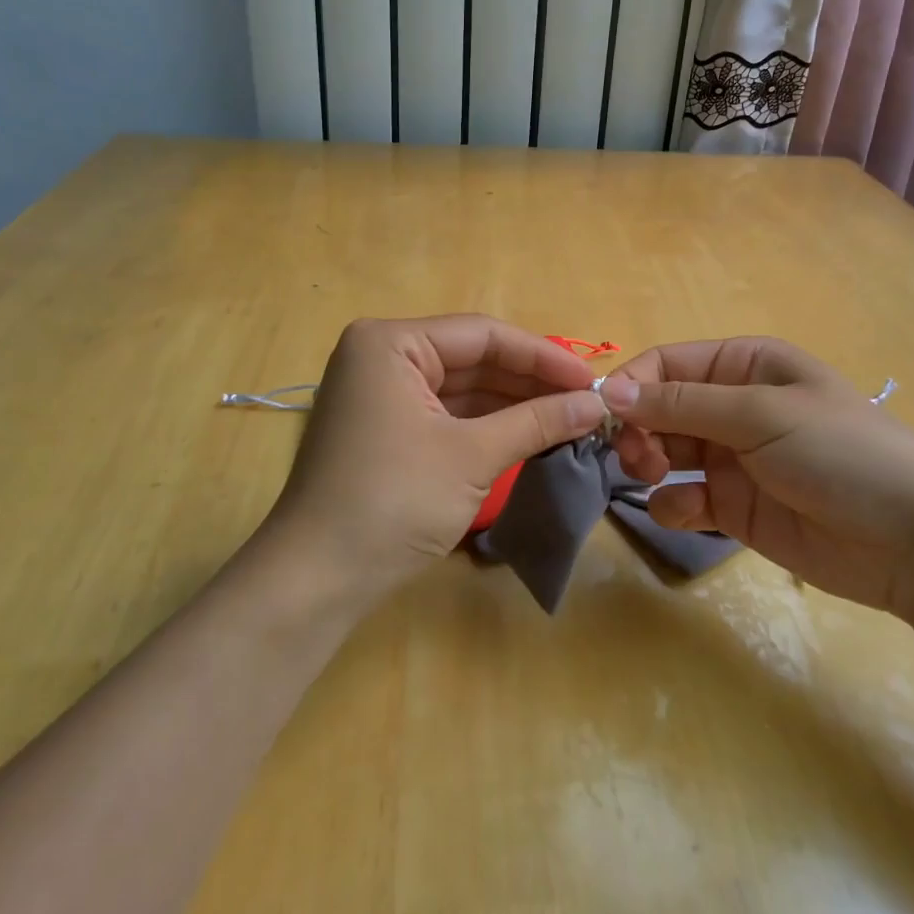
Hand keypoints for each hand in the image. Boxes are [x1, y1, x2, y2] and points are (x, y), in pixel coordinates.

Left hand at [261, 316, 608, 603]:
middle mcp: (382, 356)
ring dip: (513, 405)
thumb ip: (537, 421)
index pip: (481, 334)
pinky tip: (531, 434)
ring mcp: (382, 394)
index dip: (542, 355)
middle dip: (530, 382)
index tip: (592, 379)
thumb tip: (596, 404)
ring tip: (571, 419)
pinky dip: (487, 425)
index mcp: (390, 342)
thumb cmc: (393, 501)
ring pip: (462, 388)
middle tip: (588, 402)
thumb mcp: (472, 456)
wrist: (317, 579)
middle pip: (472, 358)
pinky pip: (447, 414)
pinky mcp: (386, 429)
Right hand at [601, 337, 913, 618]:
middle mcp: (732, 406)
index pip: (666, 364)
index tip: (604, 417)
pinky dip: (674, 505)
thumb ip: (681, 404)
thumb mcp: (760, 414)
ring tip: (656, 479)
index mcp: (743, 366)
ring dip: (649, 463)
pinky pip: (684, 498)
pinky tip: (689, 515)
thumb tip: (609, 392)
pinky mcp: (734, 506)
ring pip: (664, 452)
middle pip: (658, 409)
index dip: (632, 386)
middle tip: (637, 457)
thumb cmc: (841, 452)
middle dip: (638, 429)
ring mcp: (732, 458)